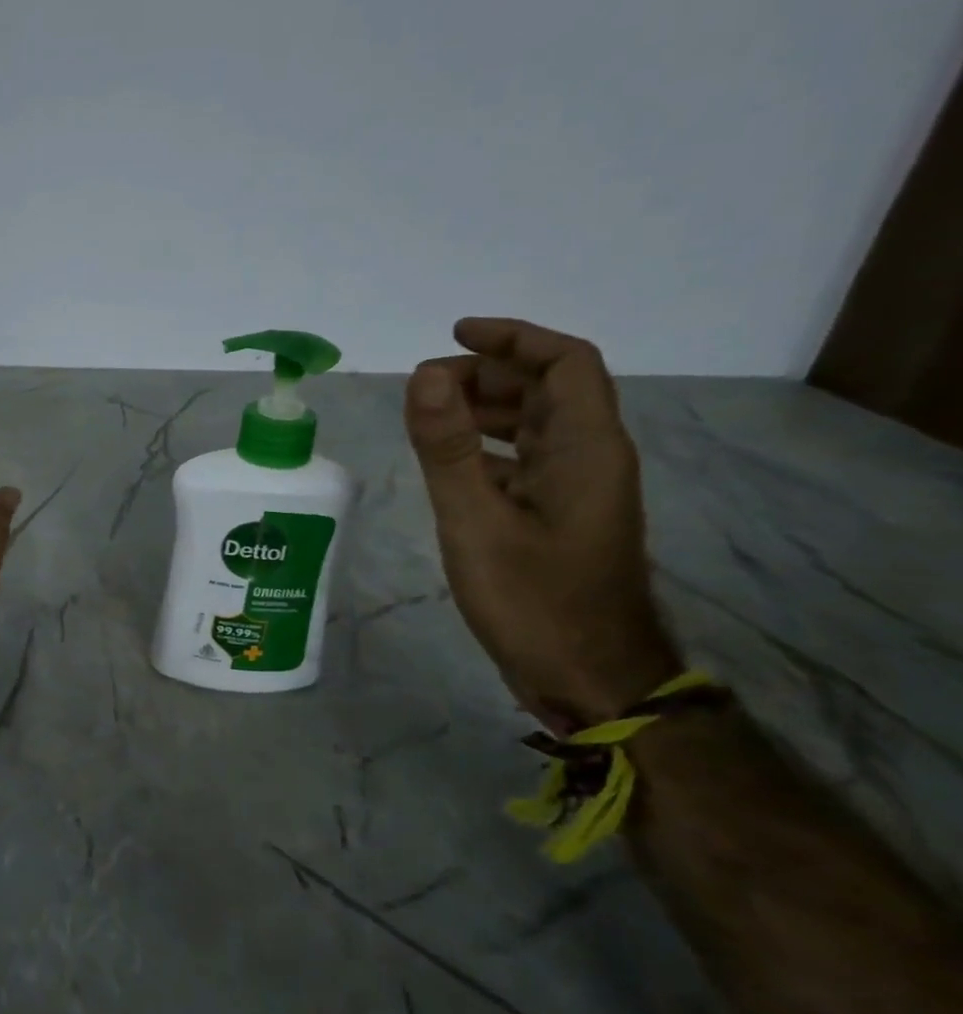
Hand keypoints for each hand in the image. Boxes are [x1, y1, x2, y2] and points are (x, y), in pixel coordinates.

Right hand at [405, 318, 681, 730]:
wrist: (591, 678)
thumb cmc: (534, 600)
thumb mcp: (476, 520)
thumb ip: (447, 447)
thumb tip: (422, 375)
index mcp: (585, 448)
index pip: (566, 363)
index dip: (514, 339)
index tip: (454, 334)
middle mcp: (590, 458)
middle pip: (546, 390)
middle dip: (486, 376)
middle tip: (422, 390)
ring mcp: (577, 490)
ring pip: (533, 427)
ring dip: (483, 411)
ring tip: (426, 419)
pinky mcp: (559, 518)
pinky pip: (524, 462)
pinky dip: (484, 450)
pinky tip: (446, 466)